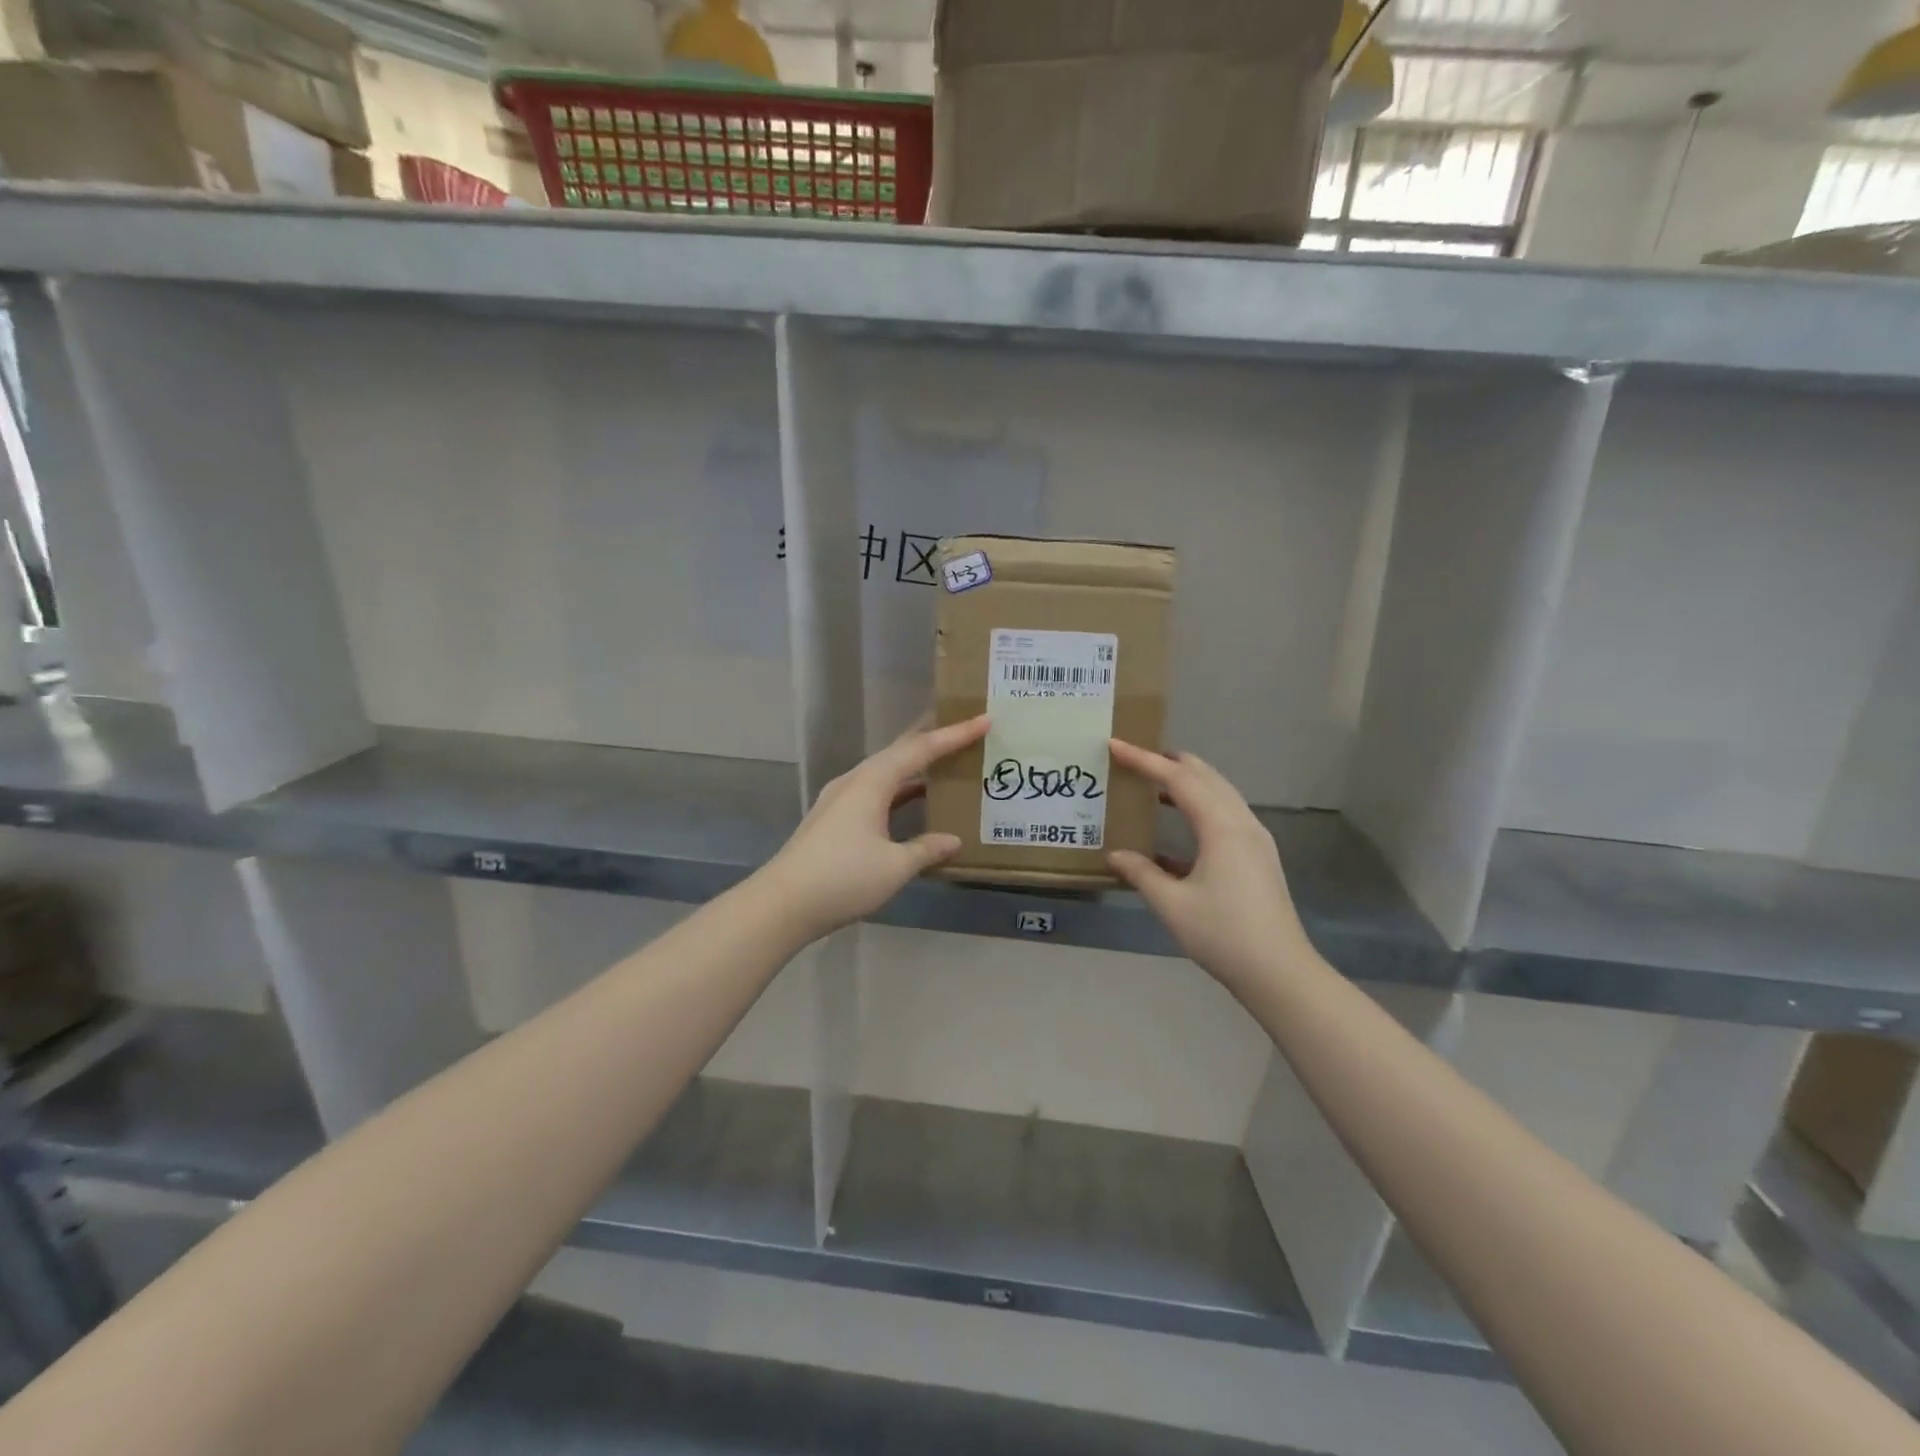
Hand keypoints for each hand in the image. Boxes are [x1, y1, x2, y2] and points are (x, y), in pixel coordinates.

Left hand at [762, 714, 991, 941]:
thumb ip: (926, 849)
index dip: (954, 735)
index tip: (984, 719)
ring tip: (946, 765)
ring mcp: (840, 800)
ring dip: (916, 769)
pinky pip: (876, 793)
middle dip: (932, 741)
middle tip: (964, 730)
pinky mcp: (833, 819)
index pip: (920, 749)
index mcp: (872, 782)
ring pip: (886, 773)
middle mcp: (855, 781)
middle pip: (900, 752)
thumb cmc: (843, 878)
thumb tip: (952, 840)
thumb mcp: (894, 866)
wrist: (782, 904)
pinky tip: (914, 804)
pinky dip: (900, 792)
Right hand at [1107, 740, 1311, 987]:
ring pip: (1218, 793)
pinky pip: (1225, 815)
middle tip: (1135, 759)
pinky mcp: (1258, 857)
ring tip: (1153, 784)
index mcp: (1221, 827)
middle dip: (1169, 762)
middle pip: (1205, 776)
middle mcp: (1242, 823)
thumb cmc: (1222, 934)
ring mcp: (1254, 839)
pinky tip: (1175, 831)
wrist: (1279, 972)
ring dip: (1186, 783)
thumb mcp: (1171, 905)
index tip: (1115, 745)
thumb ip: (1141, 873)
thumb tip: (1116, 855)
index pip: (1178, 779)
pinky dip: (1199, 808)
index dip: (1144, 760)